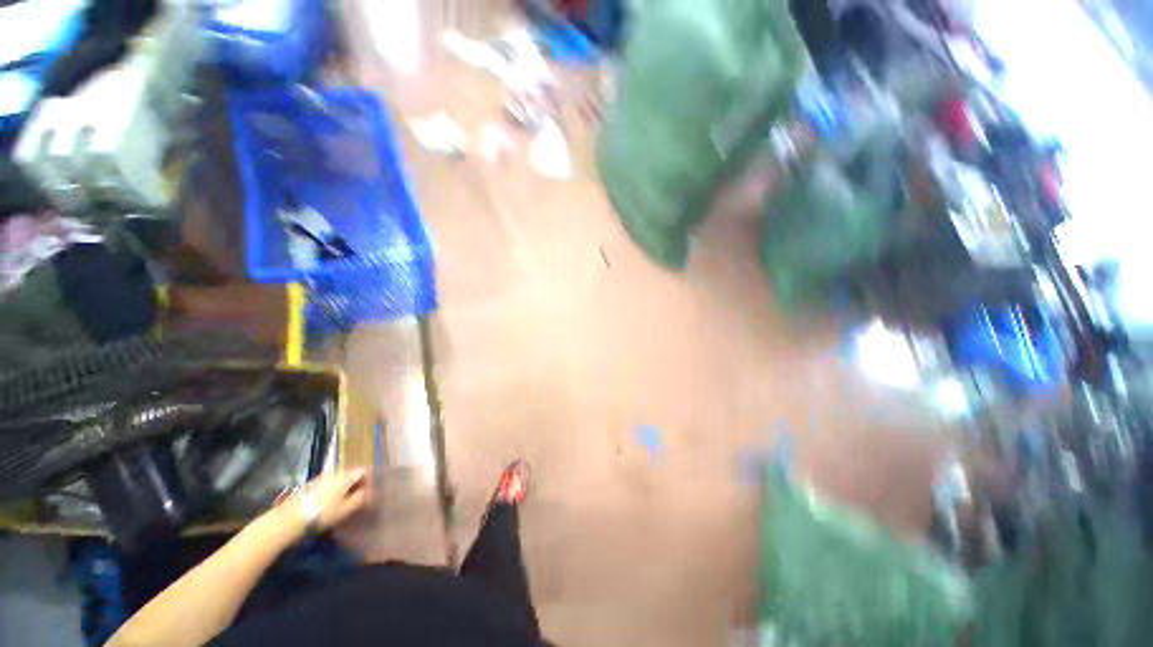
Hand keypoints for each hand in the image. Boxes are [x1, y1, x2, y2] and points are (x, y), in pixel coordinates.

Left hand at [272, 469, 372, 539]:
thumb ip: (360, 498)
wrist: (288, 519)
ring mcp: (321, 478)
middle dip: (357, 482)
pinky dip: (334, 489)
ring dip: (345, 486)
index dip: (370, 478)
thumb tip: (370, 491)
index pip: (364, 470)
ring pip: (339, 478)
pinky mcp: (311, 485)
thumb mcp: (345, 509)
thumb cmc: (322, 514)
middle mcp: (334, 472)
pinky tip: (332, 501)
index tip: (373, 489)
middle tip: (361, 495)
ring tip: (346, 499)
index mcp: (346, 476)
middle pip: (351, 473)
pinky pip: (329, 483)